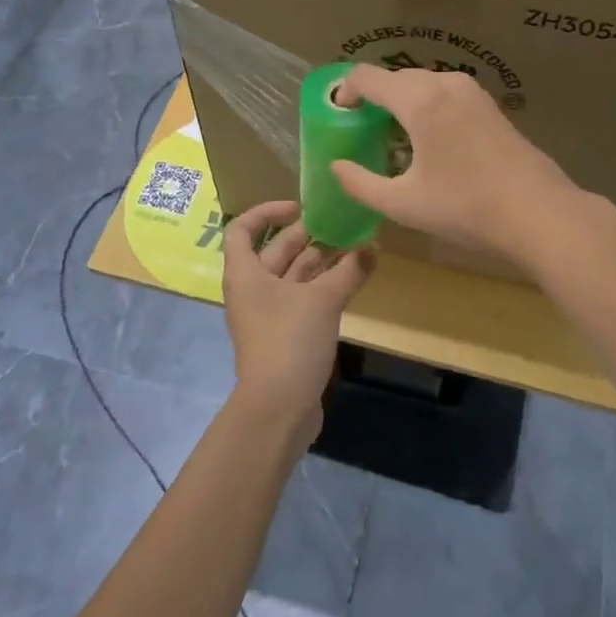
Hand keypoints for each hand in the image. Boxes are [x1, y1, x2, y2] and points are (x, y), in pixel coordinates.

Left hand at [221, 200, 374, 432]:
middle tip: (342, 223)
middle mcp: (253, 290)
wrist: (279, 409)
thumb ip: (349, 270)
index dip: (266, 212)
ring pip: (294, 276)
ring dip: (322, 261)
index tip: (299, 208)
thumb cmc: (289, 342)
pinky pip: (304, 299)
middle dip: (307, 236)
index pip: (242, 229)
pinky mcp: (286, 335)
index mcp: (246, 274)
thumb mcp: (323, 300)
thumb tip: (373, 247)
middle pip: (276, 251)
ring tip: (357, 246)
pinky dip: (325, 286)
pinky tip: (353, 278)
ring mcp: (269, 314)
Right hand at [329, 65, 582, 269]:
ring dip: (401, 105)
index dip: (345, 93)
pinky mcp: (490, 106)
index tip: (339, 119)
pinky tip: (429, 145)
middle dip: (373, 100)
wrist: (540, 213)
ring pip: (422, 86)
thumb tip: (337, 167)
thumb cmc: (465, 207)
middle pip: (395, 78)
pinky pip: (445, 96)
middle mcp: (445, 83)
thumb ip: (360, 183)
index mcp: (419, 99)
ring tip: (393, 142)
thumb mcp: (403, 203)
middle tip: (362, 134)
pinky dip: (427, 109)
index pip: (366, 77)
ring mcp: (472, 92)